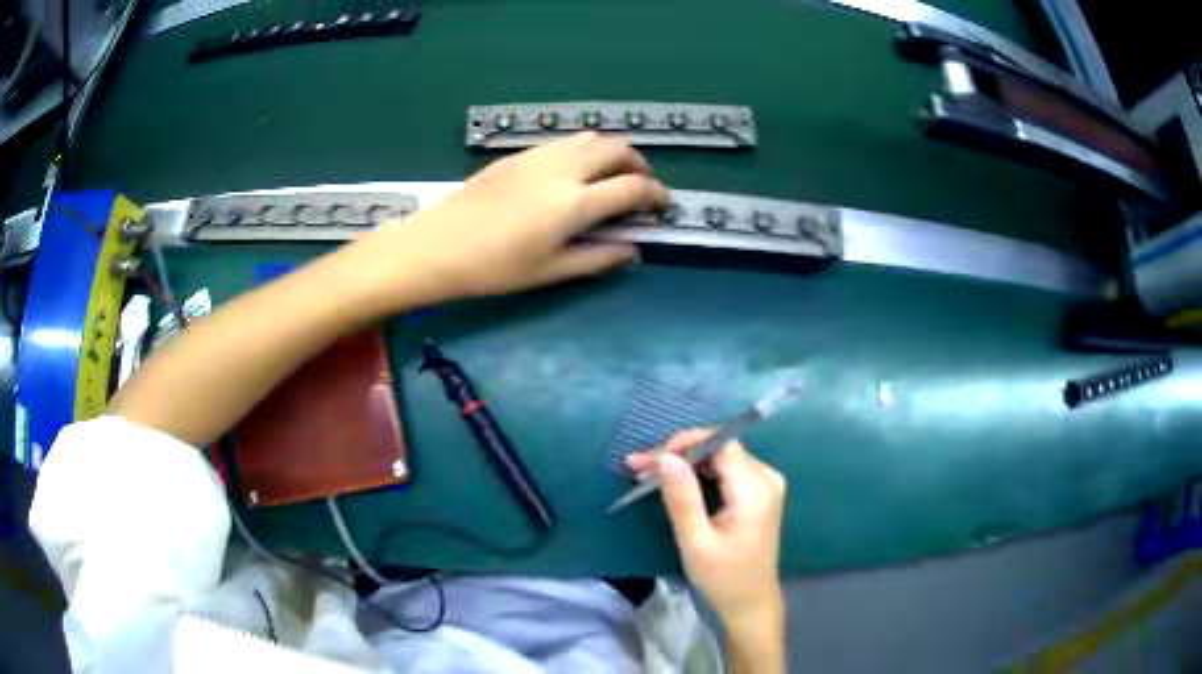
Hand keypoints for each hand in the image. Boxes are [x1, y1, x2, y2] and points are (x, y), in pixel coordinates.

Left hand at [351, 132, 669, 309]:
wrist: (438, 245)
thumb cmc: (494, 268)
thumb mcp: (551, 272)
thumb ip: (599, 258)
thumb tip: (632, 248)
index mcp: (575, 204)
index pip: (633, 188)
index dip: (657, 195)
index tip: (663, 206)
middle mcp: (563, 169)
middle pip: (618, 149)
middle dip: (640, 165)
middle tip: (642, 188)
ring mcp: (540, 156)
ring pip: (592, 138)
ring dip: (613, 153)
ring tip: (613, 177)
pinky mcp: (519, 153)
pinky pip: (565, 141)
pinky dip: (585, 150)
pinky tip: (576, 173)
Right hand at [627, 430, 786, 629]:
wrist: (751, 602)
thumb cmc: (723, 578)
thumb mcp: (695, 542)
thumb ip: (682, 498)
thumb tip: (666, 457)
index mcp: (755, 489)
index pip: (720, 444)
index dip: (684, 444)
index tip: (649, 460)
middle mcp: (766, 477)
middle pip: (719, 448)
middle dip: (678, 454)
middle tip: (639, 467)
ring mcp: (765, 484)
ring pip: (720, 456)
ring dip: (685, 462)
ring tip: (648, 472)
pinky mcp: (758, 492)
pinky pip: (726, 469)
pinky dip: (698, 472)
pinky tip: (673, 480)